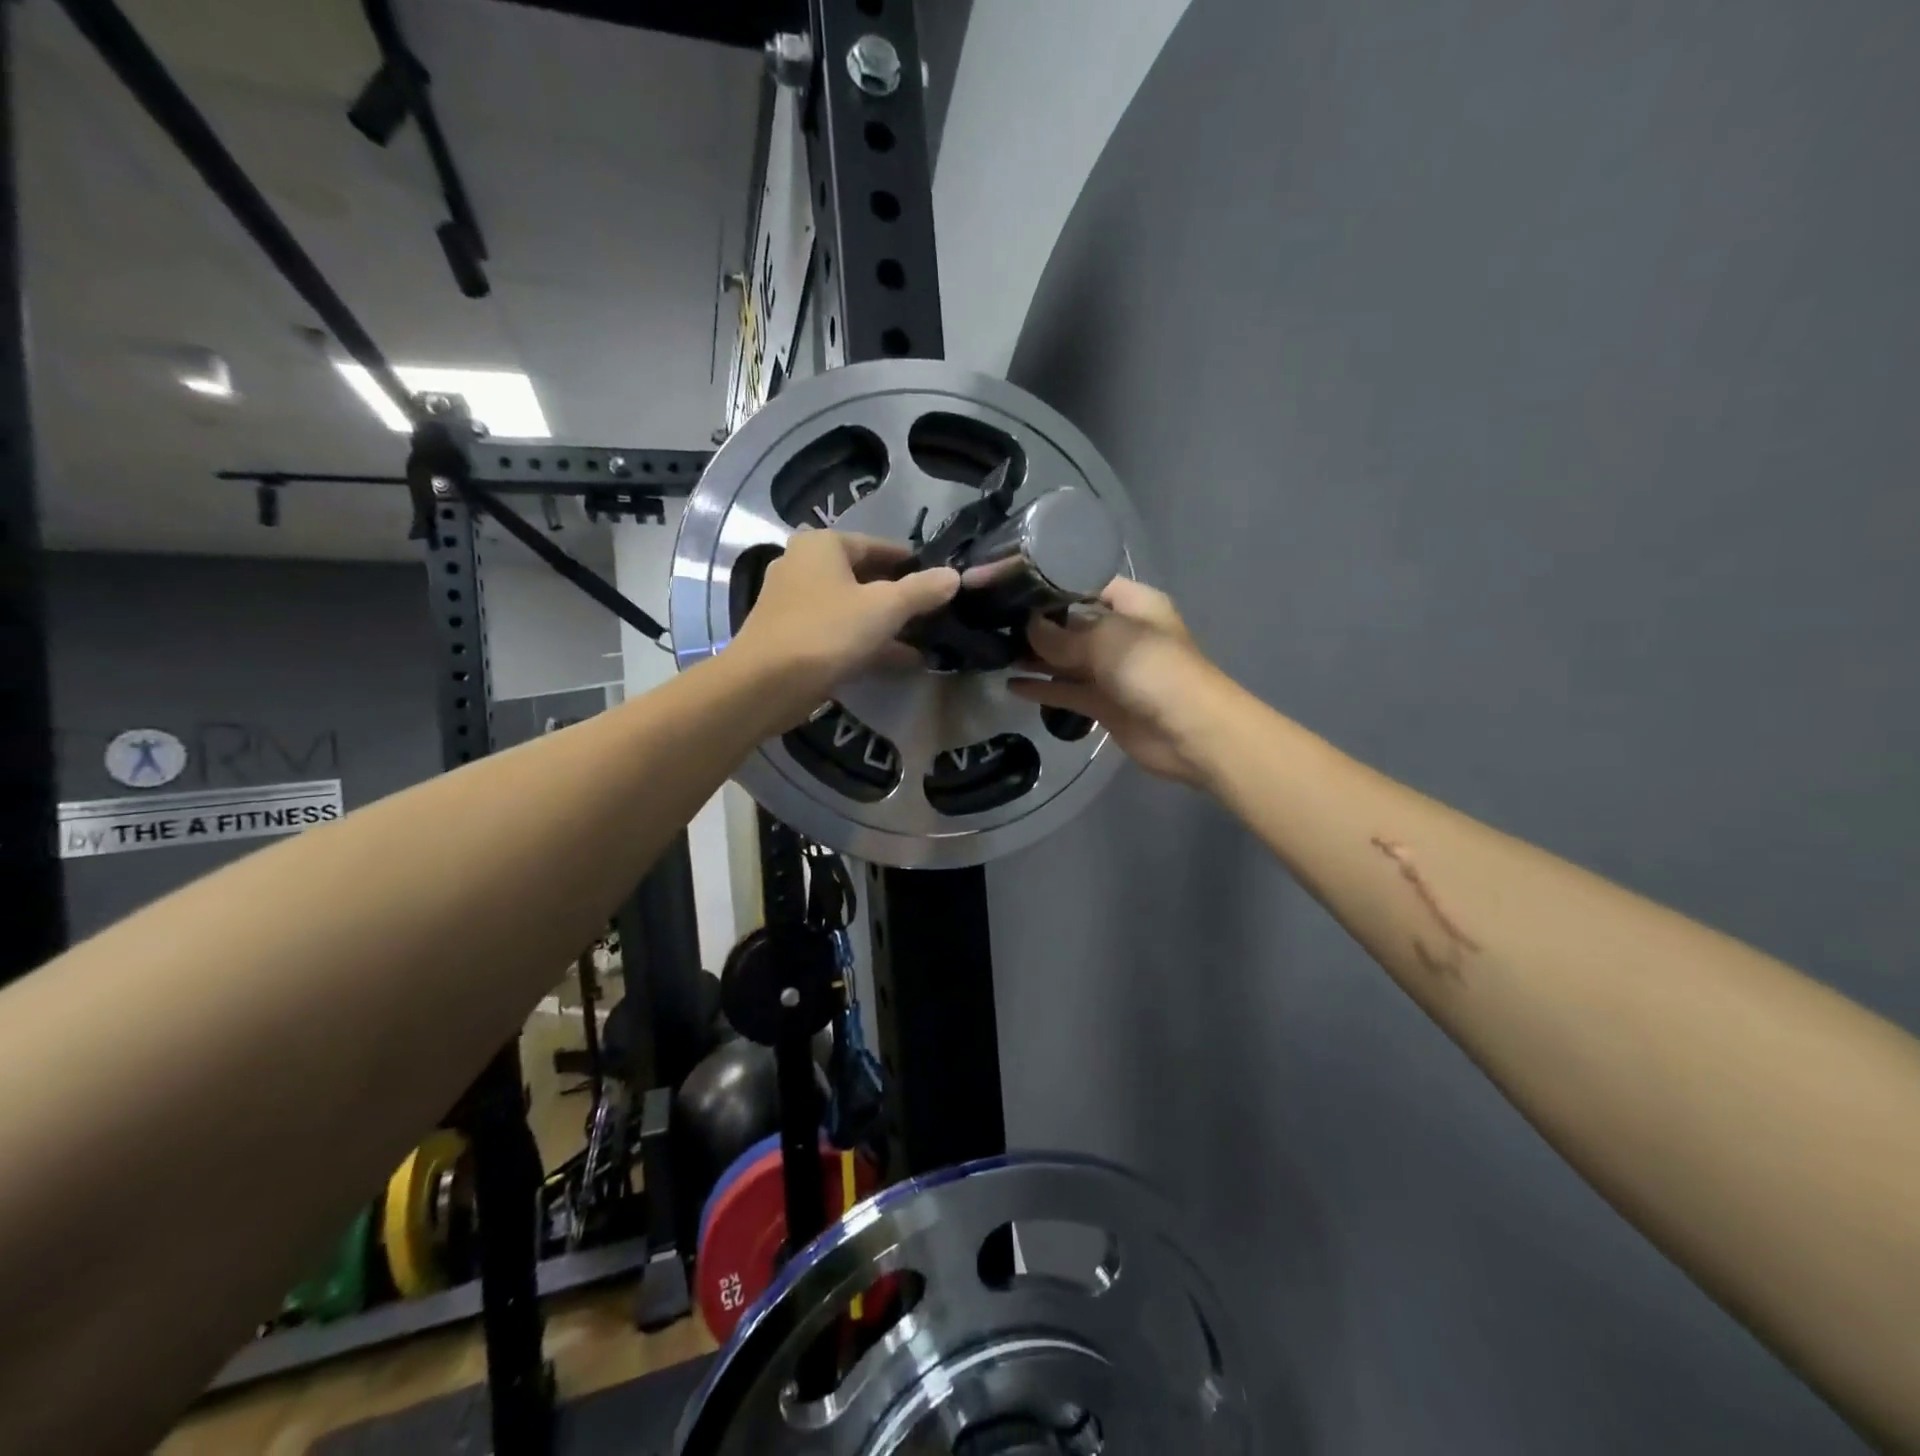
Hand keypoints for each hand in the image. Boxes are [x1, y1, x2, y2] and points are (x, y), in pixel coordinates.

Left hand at [732, 529, 959, 723]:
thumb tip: (954, 576)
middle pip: (864, 576)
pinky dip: (868, 642)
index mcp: (822, 545)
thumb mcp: (884, 608)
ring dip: (886, 623)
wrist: (765, 684)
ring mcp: (795, 603)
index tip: (939, 578)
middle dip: (900, 596)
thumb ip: (922, 590)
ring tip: (926, 638)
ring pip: (852, 607)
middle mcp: (803, 565)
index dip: (910, 562)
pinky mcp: (793, 636)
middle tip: (935, 611)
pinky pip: (839, 632)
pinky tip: (902, 660)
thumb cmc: (826, 632)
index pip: (877, 545)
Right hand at [1009, 578, 1218, 784]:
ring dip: (1036, 657)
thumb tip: (1028, 629)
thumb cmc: (1153, 669)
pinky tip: (1011, 686)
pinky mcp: (1103, 704)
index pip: (1087, 585)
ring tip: (995, 652)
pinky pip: (1067, 691)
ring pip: (1066, 659)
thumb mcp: (1106, 640)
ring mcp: (1112, 670)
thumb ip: (1062, 636)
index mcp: (1133, 605)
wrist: (1191, 732)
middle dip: (1038, 624)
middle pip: (1072, 623)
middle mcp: (1121, 633)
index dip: (1053, 585)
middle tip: (993, 621)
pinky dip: (1043, 688)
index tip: (1014, 585)